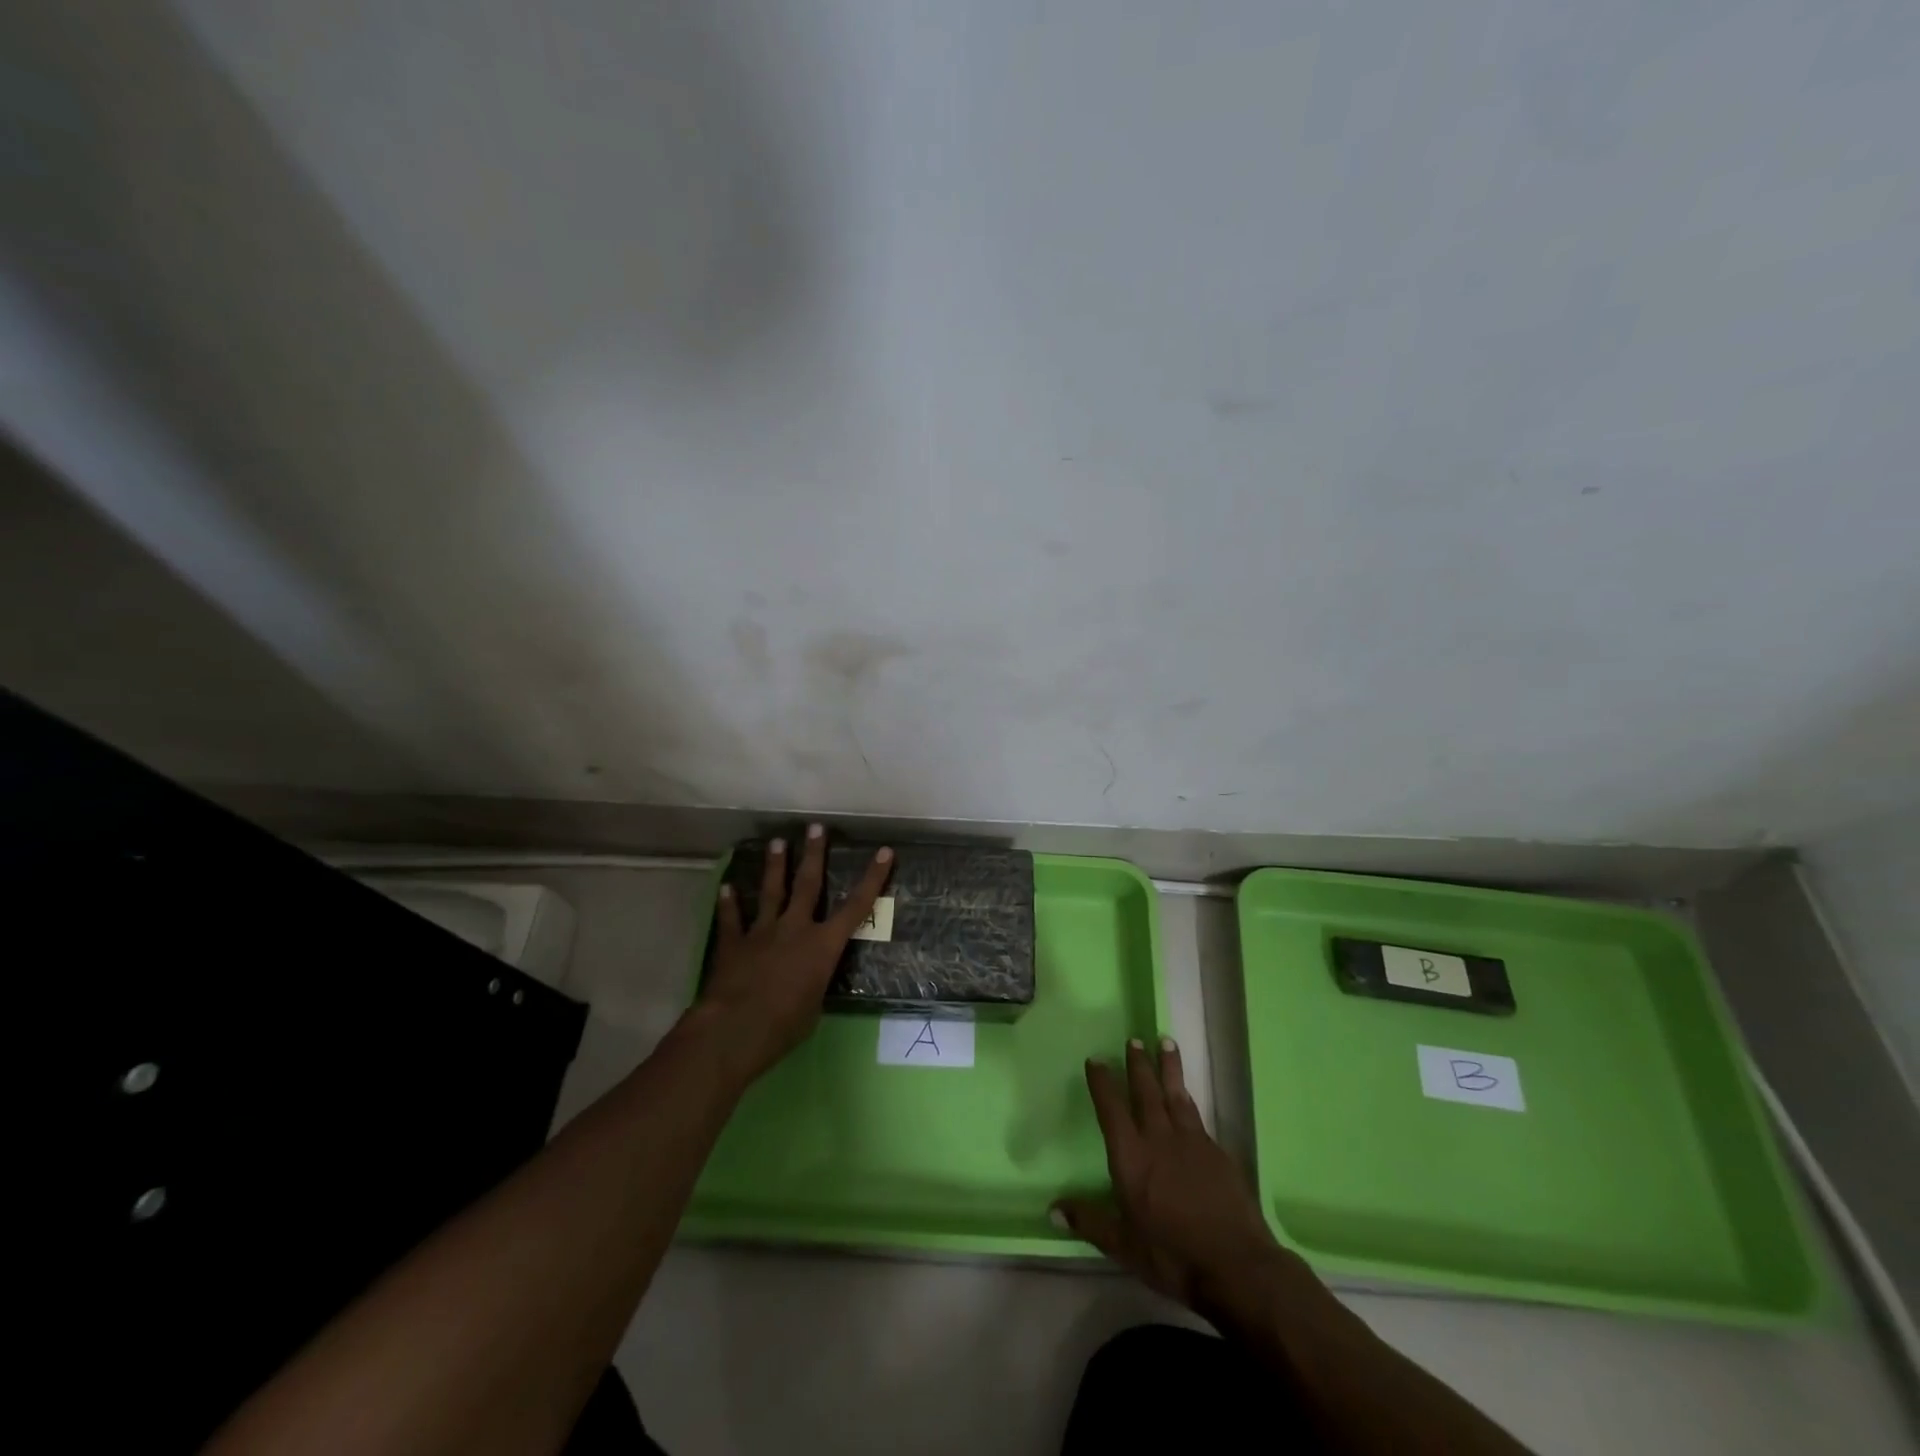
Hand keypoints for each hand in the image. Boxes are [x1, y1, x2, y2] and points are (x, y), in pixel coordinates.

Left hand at [696, 823, 892, 1083]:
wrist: (736, 1028)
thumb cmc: (785, 1025)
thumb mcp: (814, 1007)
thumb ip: (814, 984)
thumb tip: (810, 981)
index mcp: (822, 946)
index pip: (856, 907)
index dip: (872, 879)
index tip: (884, 852)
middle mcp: (794, 929)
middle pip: (807, 884)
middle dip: (814, 854)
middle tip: (815, 827)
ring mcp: (761, 933)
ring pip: (770, 892)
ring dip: (774, 866)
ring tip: (777, 842)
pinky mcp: (733, 944)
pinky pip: (731, 919)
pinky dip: (728, 903)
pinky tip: (725, 887)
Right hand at [1054, 1038, 1282, 1314]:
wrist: (1236, 1265)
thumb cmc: (1172, 1256)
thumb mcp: (1124, 1246)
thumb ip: (1089, 1222)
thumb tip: (1052, 1210)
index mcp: (1131, 1157)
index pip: (1112, 1110)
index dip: (1103, 1083)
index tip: (1096, 1060)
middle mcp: (1158, 1139)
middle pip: (1146, 1092)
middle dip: (1138, 1064)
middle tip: (1133, 1039)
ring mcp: (1191, 1142)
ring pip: (1176, 1094)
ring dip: (1168, 1067)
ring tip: (1165, 1041)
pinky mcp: (1217, 1152)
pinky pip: (1197, 1115)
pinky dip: (1188, 1097)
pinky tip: (1187, 1095)